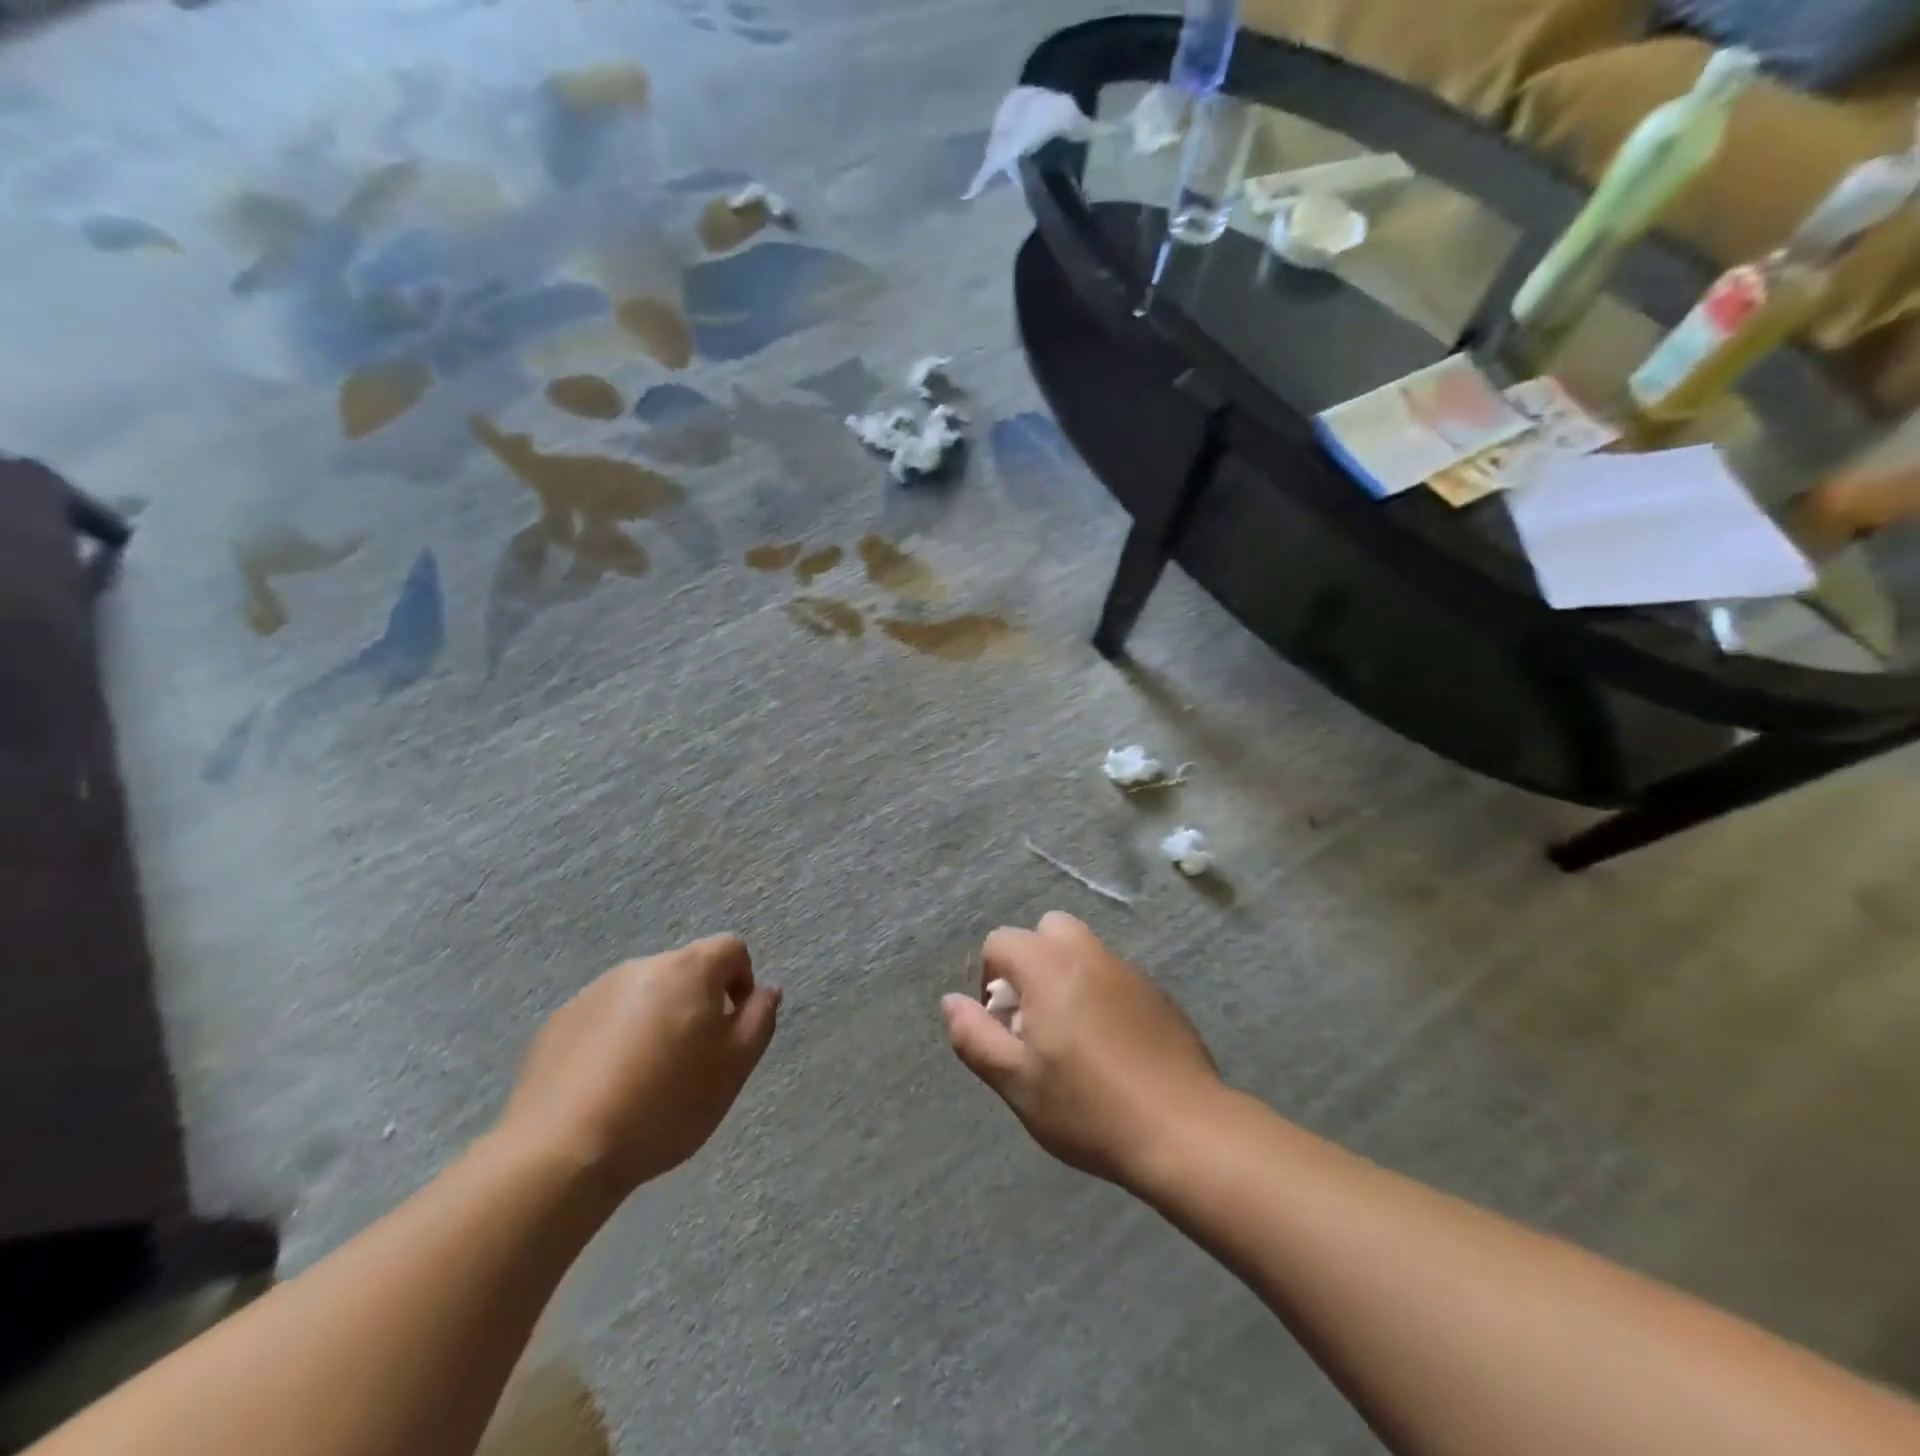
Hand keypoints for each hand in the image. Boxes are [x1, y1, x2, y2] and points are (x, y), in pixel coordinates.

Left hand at [497, 935, 779, 1199]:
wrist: (562, 1153)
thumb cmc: (665, 1105)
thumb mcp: (734, 1067)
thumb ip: (760, 1019)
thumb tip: (765, 991)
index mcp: (687, 970)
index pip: (730, 948)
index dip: (742, 980)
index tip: (734, 1026)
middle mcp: (640, 967)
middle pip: (685, 971)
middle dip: (698, 1003)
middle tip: (695, 1058)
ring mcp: (594, 992)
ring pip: (644, 995)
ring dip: (657, 1019)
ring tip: (647, 1078)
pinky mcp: (559, 1023)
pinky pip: (605, 1018)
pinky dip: (616, 1039)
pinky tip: (608, 1087)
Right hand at [942, 912, 1220, 1186]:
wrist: (1183, 1129)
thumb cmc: (1088, 1107)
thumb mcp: (1017, 1082)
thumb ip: (975, 1037)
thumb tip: (951, 1003)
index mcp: (1049, 966)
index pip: (1001, 941)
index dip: (990, 978)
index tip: (1003, 1025)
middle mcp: (1089, 954)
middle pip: (1048, 931)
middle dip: (1031, 963)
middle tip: (1035, 1018)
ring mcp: (1129, 970)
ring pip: (1084, 951)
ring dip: (1067, 977)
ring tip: (1072, 1036)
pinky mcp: (1158, 993)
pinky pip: (1114, 977)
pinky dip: (1101, 994)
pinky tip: (1112, 1047)